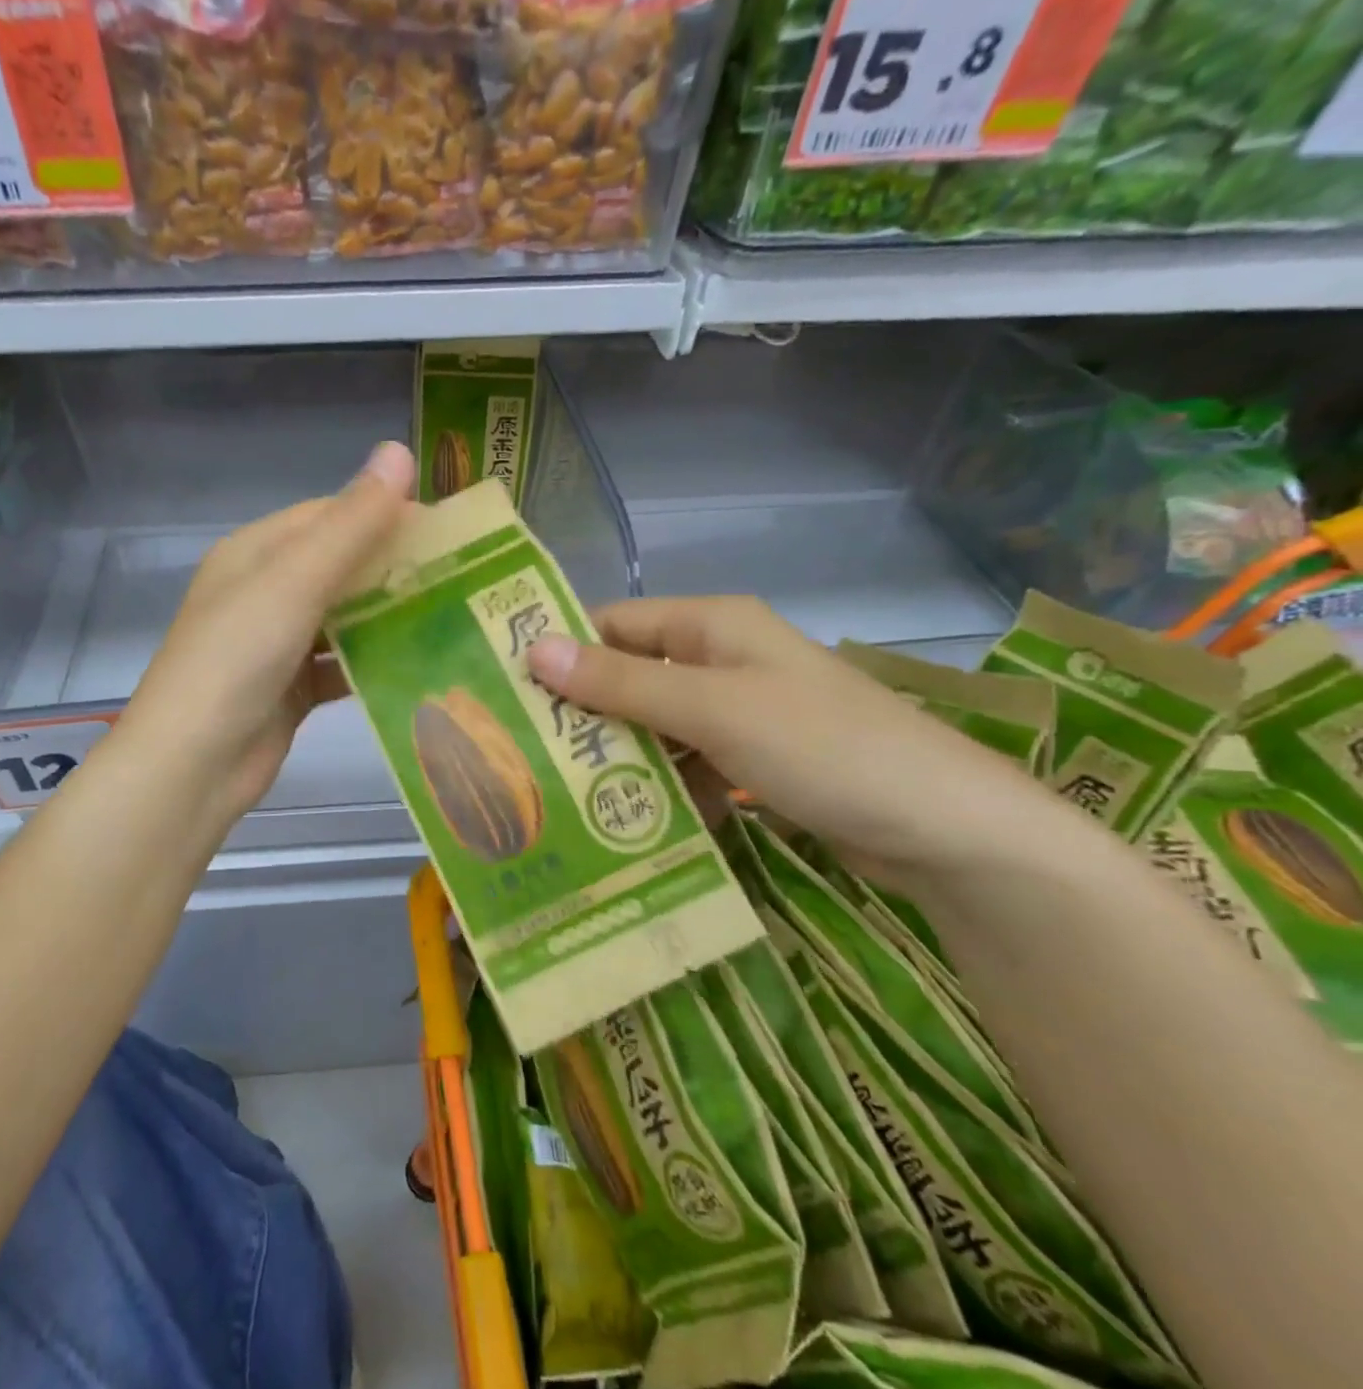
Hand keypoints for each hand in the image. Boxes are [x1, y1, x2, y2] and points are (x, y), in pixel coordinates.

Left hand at [115, 441, 414, 829]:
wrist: (194, 764)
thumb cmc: (238, 658)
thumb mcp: (295, 581)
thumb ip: (350, 523)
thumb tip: (398, 451)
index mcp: (256, 553)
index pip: (329, 515)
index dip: (384, 514)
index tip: (445, 528)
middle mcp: (264, 592)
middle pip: (339, 566)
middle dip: (393, 568)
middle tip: (460, 575)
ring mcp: (276, 643)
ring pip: (343, 617)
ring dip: (388, 616)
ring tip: (452, 617)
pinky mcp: (291, 689)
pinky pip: (340, 664)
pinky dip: (372, 663)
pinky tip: (418, 666)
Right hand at [526, 597, 1087, 887]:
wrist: (947, 831)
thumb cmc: (824, 747)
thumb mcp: (712, 710)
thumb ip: (622, 683)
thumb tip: (533, 649)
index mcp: (712, 625)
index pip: (614, 624)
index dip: (562, 651)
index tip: (506, 692)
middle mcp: (721, 659)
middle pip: (631, 677)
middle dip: (584, 714)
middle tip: (523, 756)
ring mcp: (740, 713)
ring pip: (655, 726)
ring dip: (619, 758)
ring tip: (560, 796)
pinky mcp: (754, 761)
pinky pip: (688, 765)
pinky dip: (662, 789)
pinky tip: (629, 824)